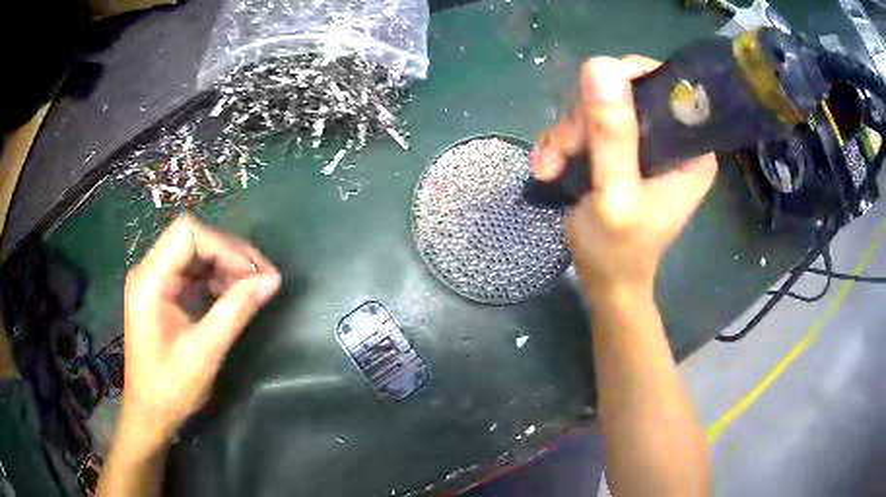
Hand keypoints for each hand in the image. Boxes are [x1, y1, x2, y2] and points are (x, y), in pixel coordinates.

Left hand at [121, 215, 280, 449]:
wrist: (149, 415)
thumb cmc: (170, 389)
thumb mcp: (205, 352)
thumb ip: (236, 311)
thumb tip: (272, 280)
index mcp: (150, 281)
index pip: (187, 234)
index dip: (224, 246)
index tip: (253, 274)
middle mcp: (148, 272)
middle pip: (192, 239)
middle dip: (229, 253)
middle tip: (261, 278)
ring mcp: (154, 281)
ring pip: (194, 252)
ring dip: (225, 265)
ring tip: (251, 288)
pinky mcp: (162, 294)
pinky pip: (192, 272)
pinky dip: (215, 278)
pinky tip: (231, 296)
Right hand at [531, 56, 716, 297]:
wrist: (604, 281)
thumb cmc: (618, 250)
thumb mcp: (615, 193)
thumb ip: (611, 133)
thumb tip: (598, 63)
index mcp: (691, 148)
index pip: (663, 86)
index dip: (623, 82)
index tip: (588, 108)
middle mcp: (672, 139)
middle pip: (623, 93)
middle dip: (584, 118)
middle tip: (562, 152)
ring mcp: (645, 143)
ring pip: (597, 107)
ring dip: (566, 134)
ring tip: (548, 167)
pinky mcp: (621, 150)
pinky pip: (586, 126)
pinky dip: (562, 143)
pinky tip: (548, 167)